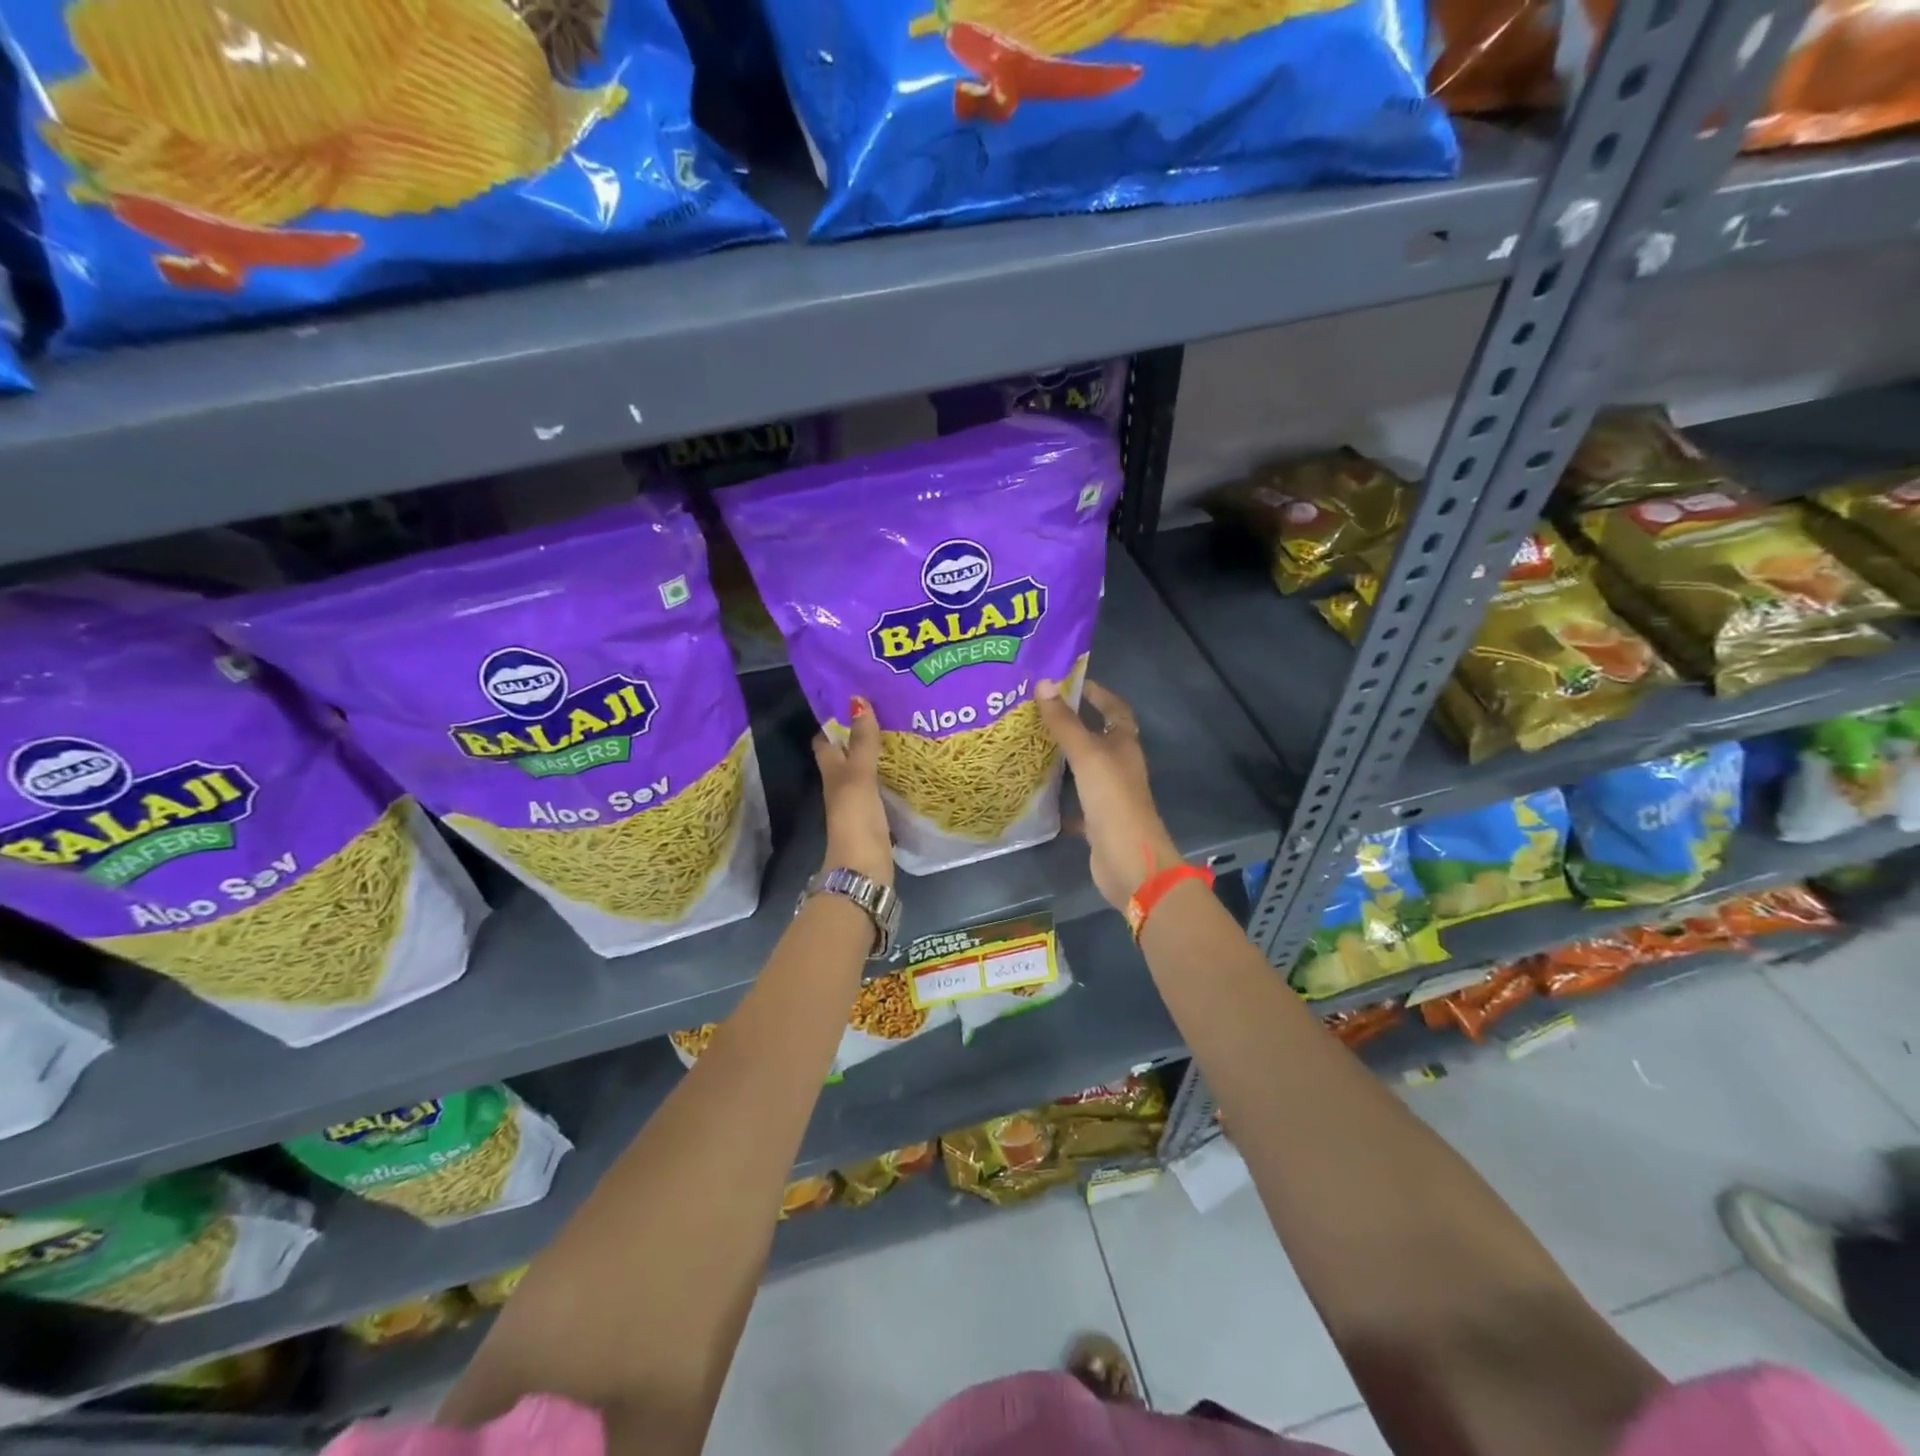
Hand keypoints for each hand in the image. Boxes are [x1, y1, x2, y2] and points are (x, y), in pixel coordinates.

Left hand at [813, 696, 893, 885]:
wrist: (863, 870)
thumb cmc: (855, 819)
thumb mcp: (859, 775)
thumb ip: (862, 741)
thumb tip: (857, 699)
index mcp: (832, 773)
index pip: (826, 741)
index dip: (834, 720)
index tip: (854, 698)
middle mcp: (842, 786)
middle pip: (847, 755)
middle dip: (862, 734)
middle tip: (888, 710)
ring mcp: (858, 804)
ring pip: (866, 772)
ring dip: (879, 755)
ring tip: (904, 732)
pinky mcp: (876, 819)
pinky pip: (882, 790)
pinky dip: (891, 777)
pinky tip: (909, 769)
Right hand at [1035, 678, 1181, 910]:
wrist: (1129, 860)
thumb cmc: (1112, 799)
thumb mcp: (1087, 755)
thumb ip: (1064, 722)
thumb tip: (1044, 683)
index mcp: (1124, 745)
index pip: (1115, 709)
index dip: (1097, 693)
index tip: (1070, 682)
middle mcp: (1119, 766)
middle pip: (1098, 737)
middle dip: (1073, 723)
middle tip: (1038, 711)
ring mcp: (1109, 794)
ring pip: (1084, 769)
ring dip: (1063, 758)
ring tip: (1030, 744)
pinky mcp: (1097, 820)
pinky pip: (1075, 801)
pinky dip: (1059, 796)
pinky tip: (1035, 791)